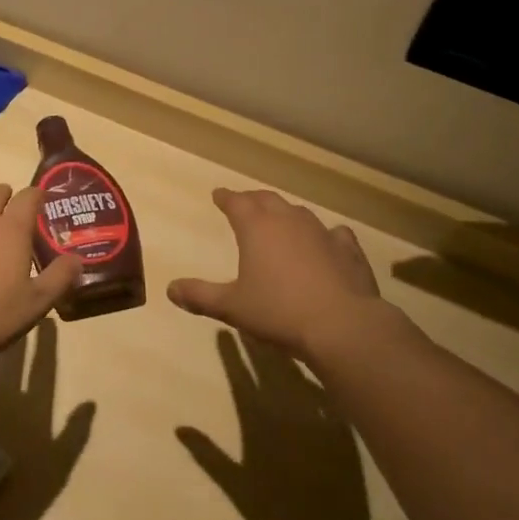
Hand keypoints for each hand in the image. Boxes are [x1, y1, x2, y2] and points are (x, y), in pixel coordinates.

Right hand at [167, 188, 381, 361]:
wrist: (341, 325)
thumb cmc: (278, 312)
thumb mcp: (232, 307)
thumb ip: (200, 296)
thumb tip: (170, 289)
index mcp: (256, 227)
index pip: (236, 202)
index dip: (225, 197)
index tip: (218, 195)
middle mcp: (288, 220)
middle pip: (267, 199)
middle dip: (253, 200)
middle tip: (245, 203)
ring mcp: (321, 231)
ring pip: (299, 212)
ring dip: (286, 214)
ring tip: (281, 220)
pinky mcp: (348, 249)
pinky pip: (334, 233)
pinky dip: (325, 235)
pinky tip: (328, 242)